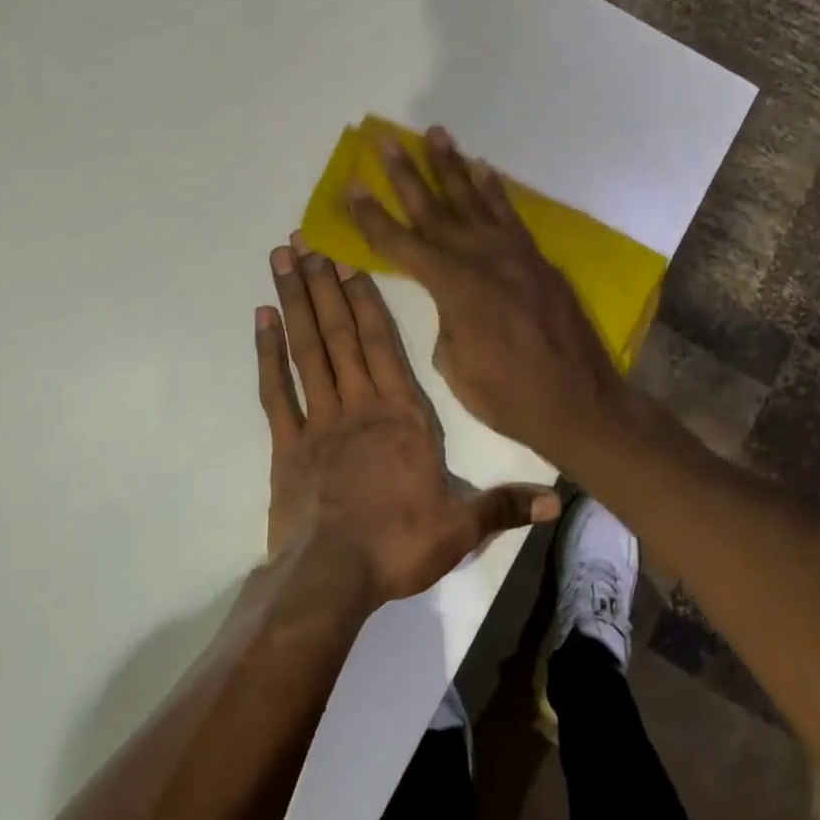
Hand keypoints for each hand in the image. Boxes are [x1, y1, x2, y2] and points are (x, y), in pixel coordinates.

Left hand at [257, 232, 559, 605]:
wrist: (332, 579)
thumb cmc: (399, 545)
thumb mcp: (461, 528)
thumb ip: (505, 505)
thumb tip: (558, 501)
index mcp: (402, 414)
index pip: (383, 344)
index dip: (366, 299)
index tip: (350, 260)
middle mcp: (359, 404)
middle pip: (340, 333)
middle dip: (324, 283)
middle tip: (304, 239)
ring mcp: (319, 420)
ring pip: (307, 349)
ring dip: (294, 301)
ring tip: (281, 260)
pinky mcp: (287, 444)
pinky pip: (276, 390)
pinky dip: (268, 353)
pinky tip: (261, 318)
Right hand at [346, 127, 632, 461]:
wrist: (580, 403)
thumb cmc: (509, 396)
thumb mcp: (455, 366)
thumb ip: (446, 321)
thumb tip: (453, 302)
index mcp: (455, 288)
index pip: (401, 244)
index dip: (372, 217)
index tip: (351, 187)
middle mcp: (482, 259)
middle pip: (435, 209)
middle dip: (407, 174)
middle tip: (387, 140)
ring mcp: (514, 255)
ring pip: (474, 201)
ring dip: (451, 167)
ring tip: (436, 134)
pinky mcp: (537, 259)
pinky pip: (510, 216)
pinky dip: (495, 191)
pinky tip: (483, 169)